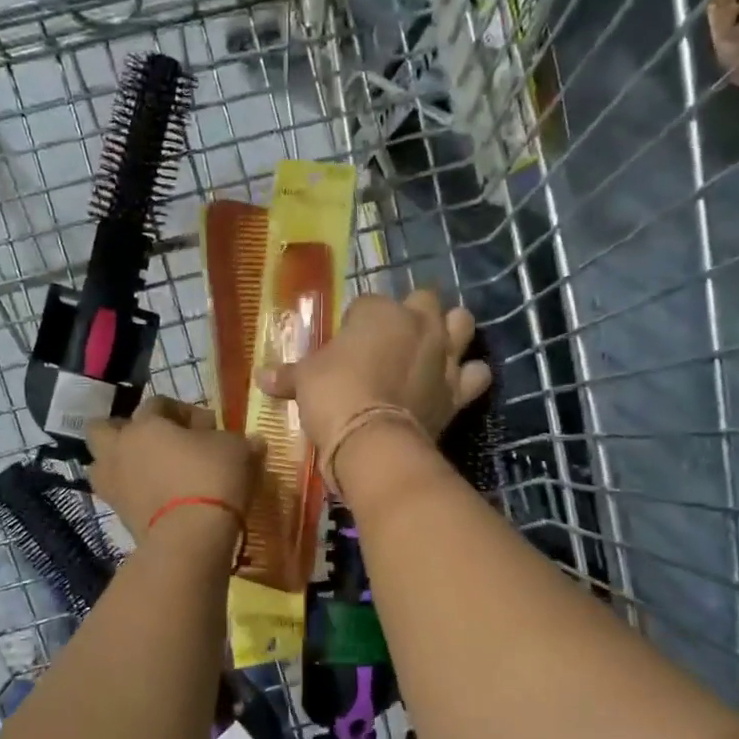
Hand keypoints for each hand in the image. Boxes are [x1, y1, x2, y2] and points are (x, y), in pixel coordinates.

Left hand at [86, 396, 260, 541]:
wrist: (191, 537)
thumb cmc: (212, 478)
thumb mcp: (237, 450)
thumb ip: (238, 441)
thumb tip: (252, 441)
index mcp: (146, 424)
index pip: (157, 403)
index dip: (183, 411)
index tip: (209, 426)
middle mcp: (120, 448)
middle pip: (104, 428)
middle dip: (126, 430)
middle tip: (157, 441)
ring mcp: (113, 483)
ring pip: (102, 463)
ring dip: (121, 462)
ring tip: (150, 471)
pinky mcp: (117, 514)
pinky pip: (119, 493)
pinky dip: (132, 491)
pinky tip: (157, 495)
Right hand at [257, 290, 492, 460]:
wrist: (371, 440)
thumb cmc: (333, 396)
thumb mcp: (304, 380)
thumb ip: (287, 375)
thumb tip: (260, 377)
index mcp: (379, 311)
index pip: (368, 303)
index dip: (357, 321)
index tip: (347, 341)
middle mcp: (419, 323)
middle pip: (425, 298)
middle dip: (413, 311)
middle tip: (394, 335)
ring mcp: (444, 355)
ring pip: (463, 323)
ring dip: (452, 330)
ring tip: (435, 346)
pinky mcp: (459, 389)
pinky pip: (478, 374)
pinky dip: (469, 376)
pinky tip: (457, 382)